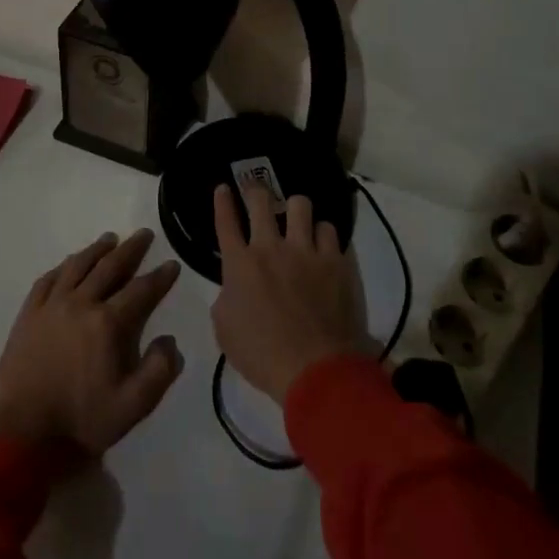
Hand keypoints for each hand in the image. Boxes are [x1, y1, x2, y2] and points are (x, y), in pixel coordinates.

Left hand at [0, 229, 184, 454]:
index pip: (141, 290)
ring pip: (77, 266)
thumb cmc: (81, 421)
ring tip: (110, 239)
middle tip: (144, 234)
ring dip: (96, 250)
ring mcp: (51, 306)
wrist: (22, 436)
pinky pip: (47, 280)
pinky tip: (69, 263)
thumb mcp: (133, 406)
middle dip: (131, 249)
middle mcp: (80, 304)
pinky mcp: (28, 315)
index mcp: (108, 323)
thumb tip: (169, 340)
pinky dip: (63, 266)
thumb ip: (159, 371)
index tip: (172, 264)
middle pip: (110, 267)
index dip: (160, 277)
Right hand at [210, 180, 367, 403]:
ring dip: (295, 210)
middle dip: (256, 192)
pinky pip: (330, 230)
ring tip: (298, 220)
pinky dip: (324, 235)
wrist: (316, 370)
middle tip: (258, 194)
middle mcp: (271, 247)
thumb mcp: (225, 330)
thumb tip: (235, 286)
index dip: (222, 201)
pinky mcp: (336, 261)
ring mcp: (307, 251)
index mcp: (239, 264)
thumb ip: (227, 298)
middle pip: (261, 201)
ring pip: (301, 205)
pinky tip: (324, 244)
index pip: (225, 221)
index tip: (224, 188)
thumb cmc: (262, 356)